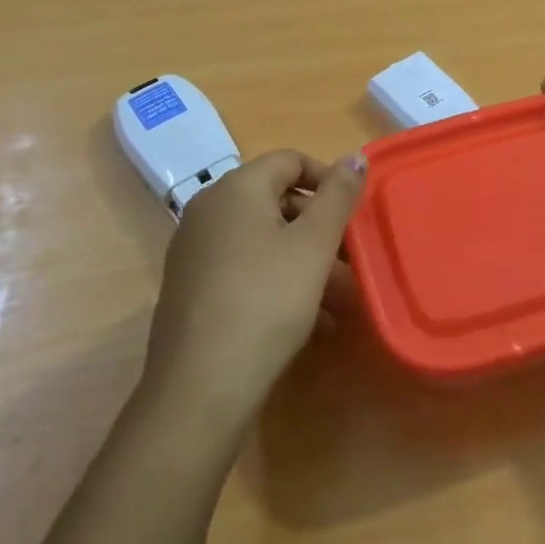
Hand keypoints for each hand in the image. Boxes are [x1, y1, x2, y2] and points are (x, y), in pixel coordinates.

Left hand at [142, 149, 364, 434]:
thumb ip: (337, 197)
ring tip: (339, 301)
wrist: (199, 386)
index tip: (354, 214)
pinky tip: (309, 322)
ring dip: (304, 261)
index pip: (290, 160)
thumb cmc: (265, 301)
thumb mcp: (313, 246)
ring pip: (262, 241)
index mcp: (236, 188)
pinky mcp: (190, 287)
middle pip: (276, 201)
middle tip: (351, 263)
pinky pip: (243, 268)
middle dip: (320, 229)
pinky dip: (276, 281)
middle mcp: (208, 209)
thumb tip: (354, 157)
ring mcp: (194, 249)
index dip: (328, 180)